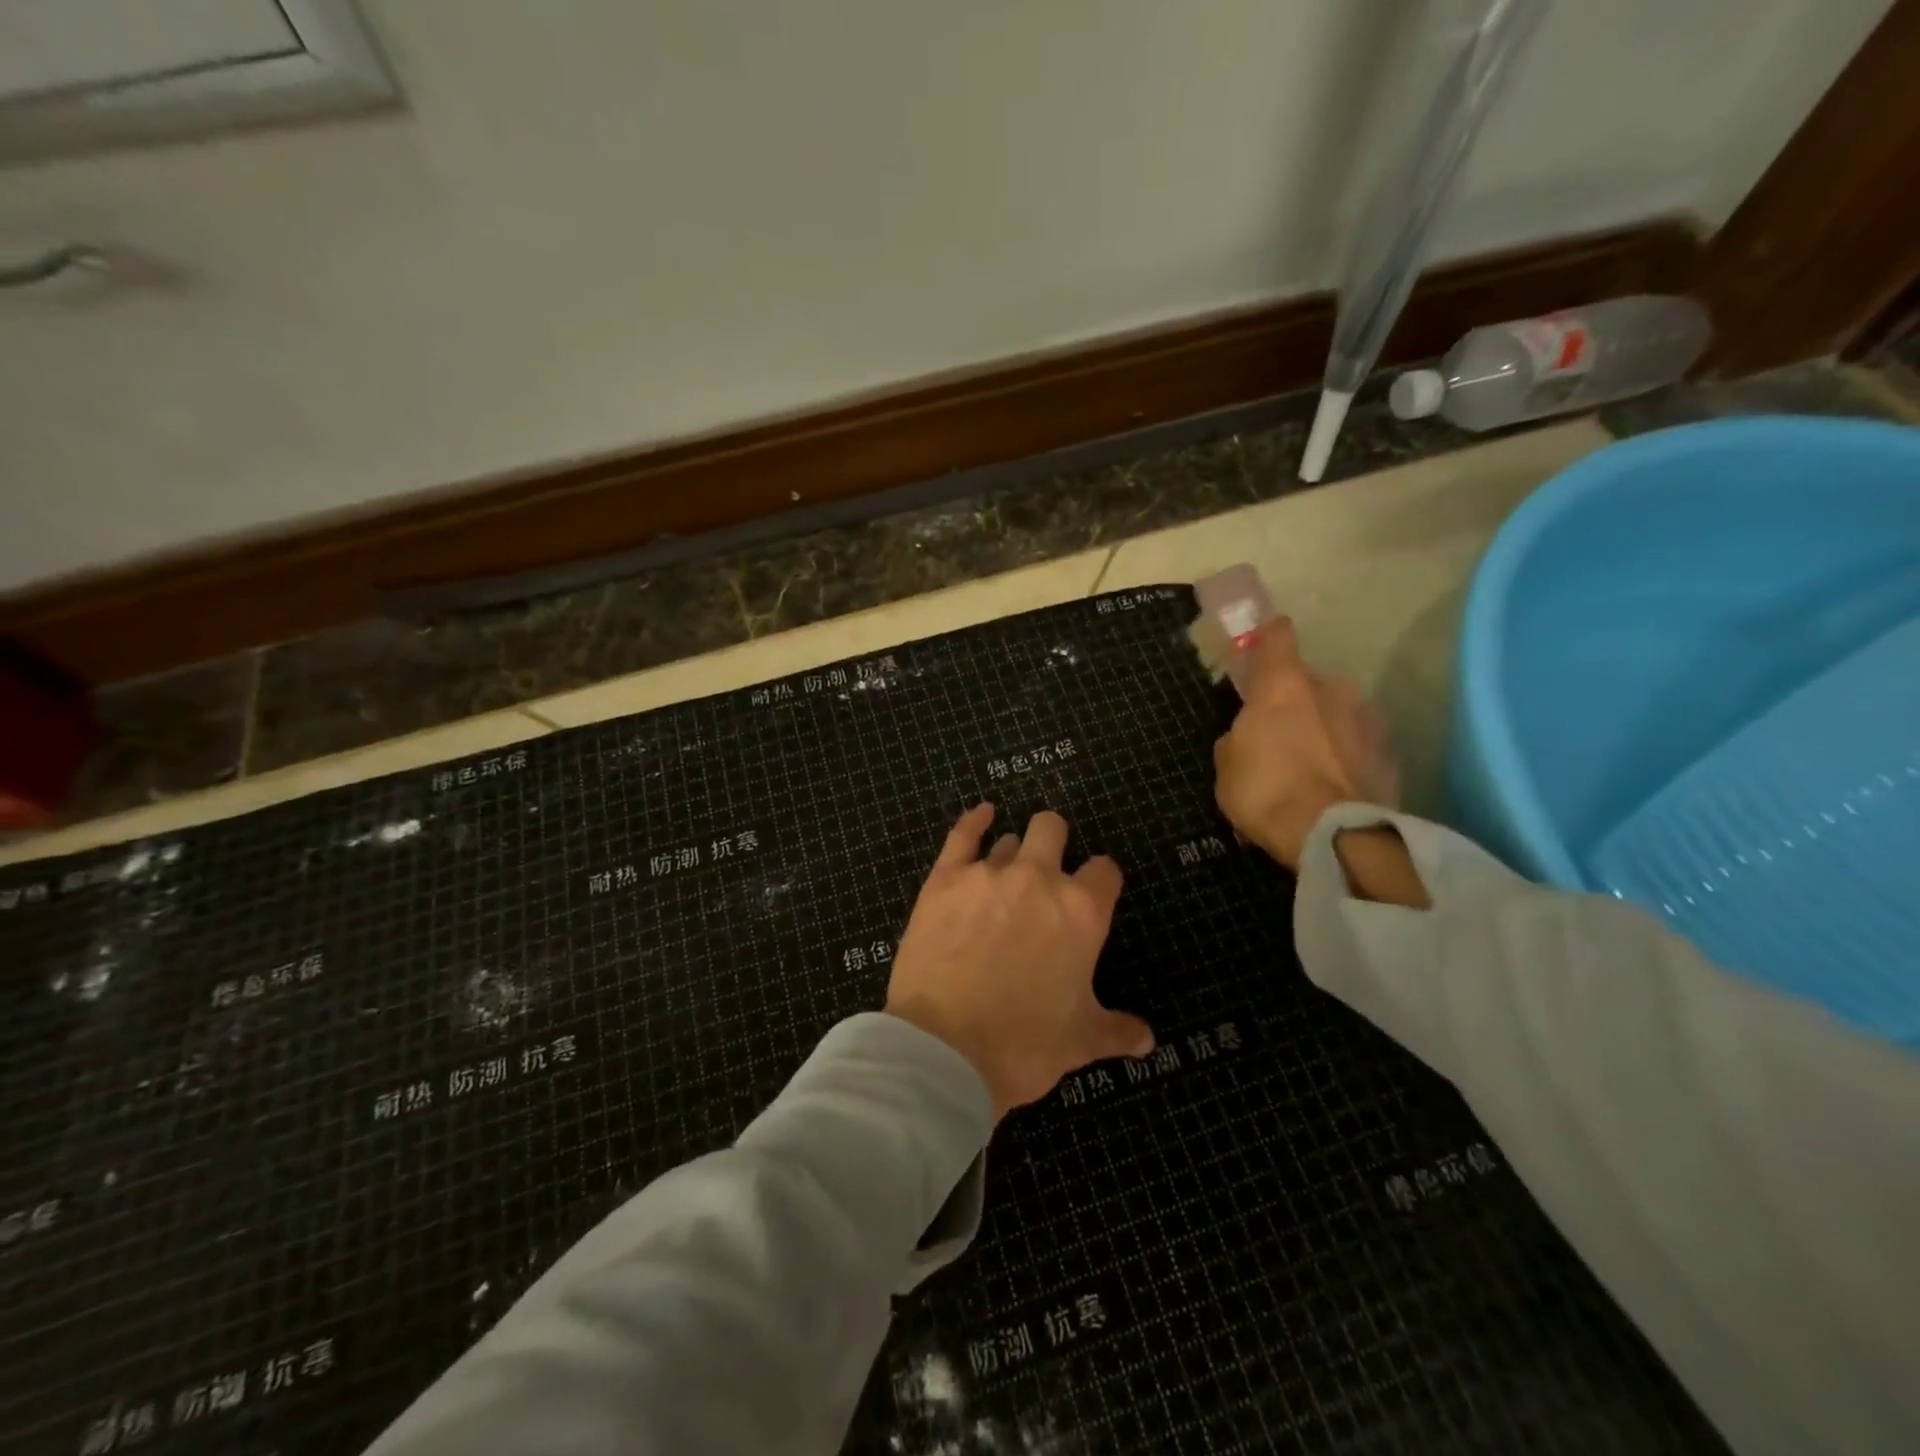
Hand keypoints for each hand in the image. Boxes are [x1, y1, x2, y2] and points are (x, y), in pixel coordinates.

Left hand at [885, 805, 1154, 1119]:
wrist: (946, 1051)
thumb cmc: (1024, 1046)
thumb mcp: (1081, 1041)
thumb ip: (1117, 1030)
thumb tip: (1147, 1039)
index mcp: (1082, 911)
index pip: (1105, 870)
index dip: (1101, 880)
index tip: (1093, 894)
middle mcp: (1039, 879)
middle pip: (1053, 829)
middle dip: (1056, 843)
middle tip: (1048, 873)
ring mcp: (988, 874)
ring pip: (1009, 839)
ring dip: (1014, 852)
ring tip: (1007, 875)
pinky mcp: (945, 878)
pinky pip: (962, 834)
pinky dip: (974, 821)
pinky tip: (982, 815)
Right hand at [1212, 619, 1399, 869]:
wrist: (1335, 836)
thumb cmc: (1266, 791)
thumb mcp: (1227, 764)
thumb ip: (1238, 737)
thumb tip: (1249, 735)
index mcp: (1284, 684)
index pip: (1278, 636)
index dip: (1267, 638)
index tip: (1261, 645)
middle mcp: (1332, 688)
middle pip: (1308, 682)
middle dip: (1295, 701)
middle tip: (1278, 733)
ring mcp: (1367, 719)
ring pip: (1337, 712)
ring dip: (1323, 728)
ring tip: (1308, 764)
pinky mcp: (1390, 753)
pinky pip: (1357, 745)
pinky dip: (1344, 757)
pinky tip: (1331, 785)